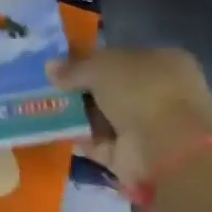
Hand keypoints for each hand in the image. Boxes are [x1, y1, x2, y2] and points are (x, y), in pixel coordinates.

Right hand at [48, 48, 211, 192]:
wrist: (167, 148)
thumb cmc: (142, 92)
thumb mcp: (101, 67)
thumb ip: (74, 68)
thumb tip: (50, 67)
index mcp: (163, 62)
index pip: (120, 57)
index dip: (90, 60)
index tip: (61, 66)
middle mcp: (159, 92)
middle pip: (110, 88)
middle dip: (80, 89)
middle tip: (47, 87)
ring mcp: (148, 125)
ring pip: (102, 115)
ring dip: (76, 114)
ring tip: (44, 107)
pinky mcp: (133, 154)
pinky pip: (98, 141)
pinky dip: (79, 137)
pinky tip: (54, 130)